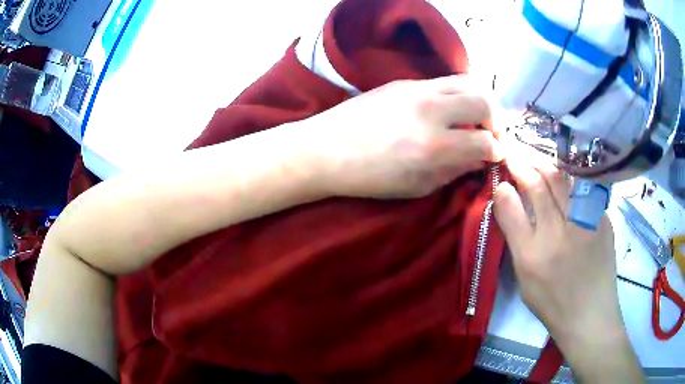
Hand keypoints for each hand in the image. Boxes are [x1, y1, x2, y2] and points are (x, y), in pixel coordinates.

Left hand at [301, 75, 502, 198]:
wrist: (325, 148)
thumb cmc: (369, 177)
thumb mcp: (417, 186)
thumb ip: (454, 171)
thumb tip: (480, 159)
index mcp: (434, 146)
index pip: (485, 142)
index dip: (497, 151)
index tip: (496, 155)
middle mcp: (431, 110)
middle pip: (485, 100)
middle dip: (497, 120)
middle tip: (491, 134)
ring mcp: (417, 89)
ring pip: (469, 81)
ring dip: (481, 100)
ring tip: (476, 118)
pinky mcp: (405, 81)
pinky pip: (445, 80)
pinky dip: (459, 93)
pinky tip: (450, 109)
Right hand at [493, 147, 643, 382]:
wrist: (590, 313)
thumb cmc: (552, 302)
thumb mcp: (524, 279)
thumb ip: (516, 238)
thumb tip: (507, 201)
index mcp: (532, 256)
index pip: (512, 209)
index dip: (503, 188)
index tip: (500, 177)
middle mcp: (558, 234)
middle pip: (538, 186)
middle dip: (523, 164)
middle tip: (514, 153)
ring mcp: (583, 224)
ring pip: (561, 180)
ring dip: (544, 163)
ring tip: (534, 157)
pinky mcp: (601, 219)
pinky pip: (581, 189)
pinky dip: (568, 177)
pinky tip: (562, 175)